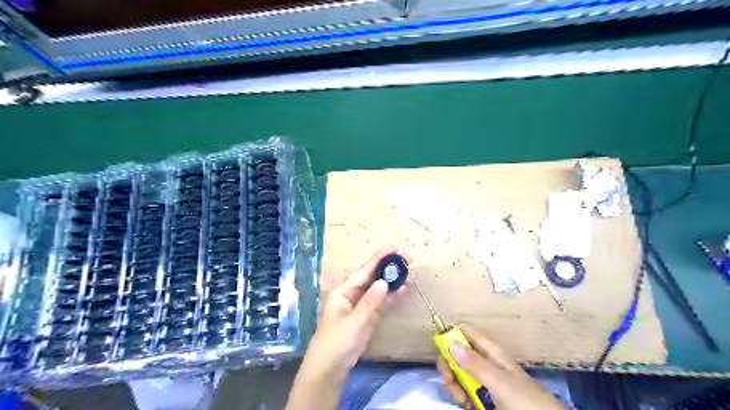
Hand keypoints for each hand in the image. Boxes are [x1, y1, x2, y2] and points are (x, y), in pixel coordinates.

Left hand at [286, 246, 409, 409]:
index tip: (395, 248)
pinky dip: (393, 296)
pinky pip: (382, 303)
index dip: (379, 258)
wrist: (330, 369)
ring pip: (379, 289)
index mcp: (344, 291)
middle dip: (389, 267)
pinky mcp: (368, 317)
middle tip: (408, 259)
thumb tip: (384, 282)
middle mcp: (353, 294)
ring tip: (410, 272)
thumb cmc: (335, 343)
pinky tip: (404, 289)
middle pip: (373, 277)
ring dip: (393, 281)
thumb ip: (369, 302)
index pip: (364, 271)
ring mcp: (361, 306)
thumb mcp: (353, 322)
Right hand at [436, 323, 566, 408]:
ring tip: (462, 400)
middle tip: (451, 383)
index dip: (451, 336)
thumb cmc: (525, 401)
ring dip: (455, 384)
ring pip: (459, 373)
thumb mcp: (500, 382)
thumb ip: (475, 364)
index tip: (442, 352)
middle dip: (450, 366)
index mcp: (491, 351)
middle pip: (458, 353)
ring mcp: (485, 379)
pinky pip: (466, 389)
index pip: (465, 331)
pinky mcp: (485, 395)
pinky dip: (462, 396)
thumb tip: (450, 343)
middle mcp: (486, 361)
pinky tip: (467, 405)